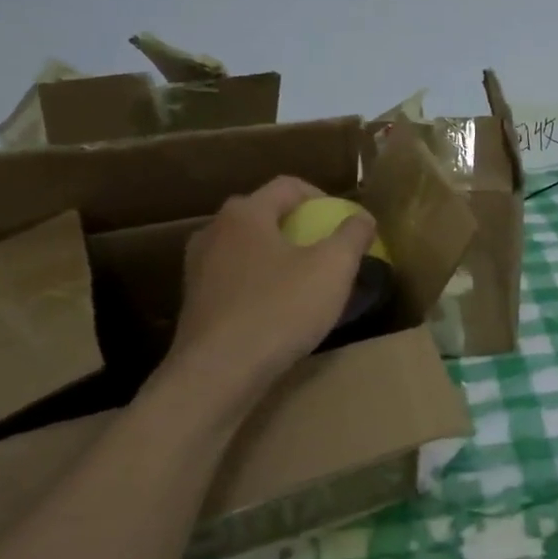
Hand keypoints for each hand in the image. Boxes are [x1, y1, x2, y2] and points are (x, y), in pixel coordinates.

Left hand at [167, 177, 374, 396]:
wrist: (218, 372)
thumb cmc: (280, 309)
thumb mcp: (333, 268)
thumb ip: (352, 235)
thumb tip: (362, 218)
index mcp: (246, 213)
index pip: (288, 186)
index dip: (323, 197)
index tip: (344, 221)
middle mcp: (214, 231)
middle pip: (264, 214)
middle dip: (299, 226)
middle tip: (326, 249)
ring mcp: (198, 268)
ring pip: (247, 248)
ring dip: (277, 256)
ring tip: (304, 281)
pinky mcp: (195, 302)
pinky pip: (235, 278)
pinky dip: (259, 283)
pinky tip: (277, 309)